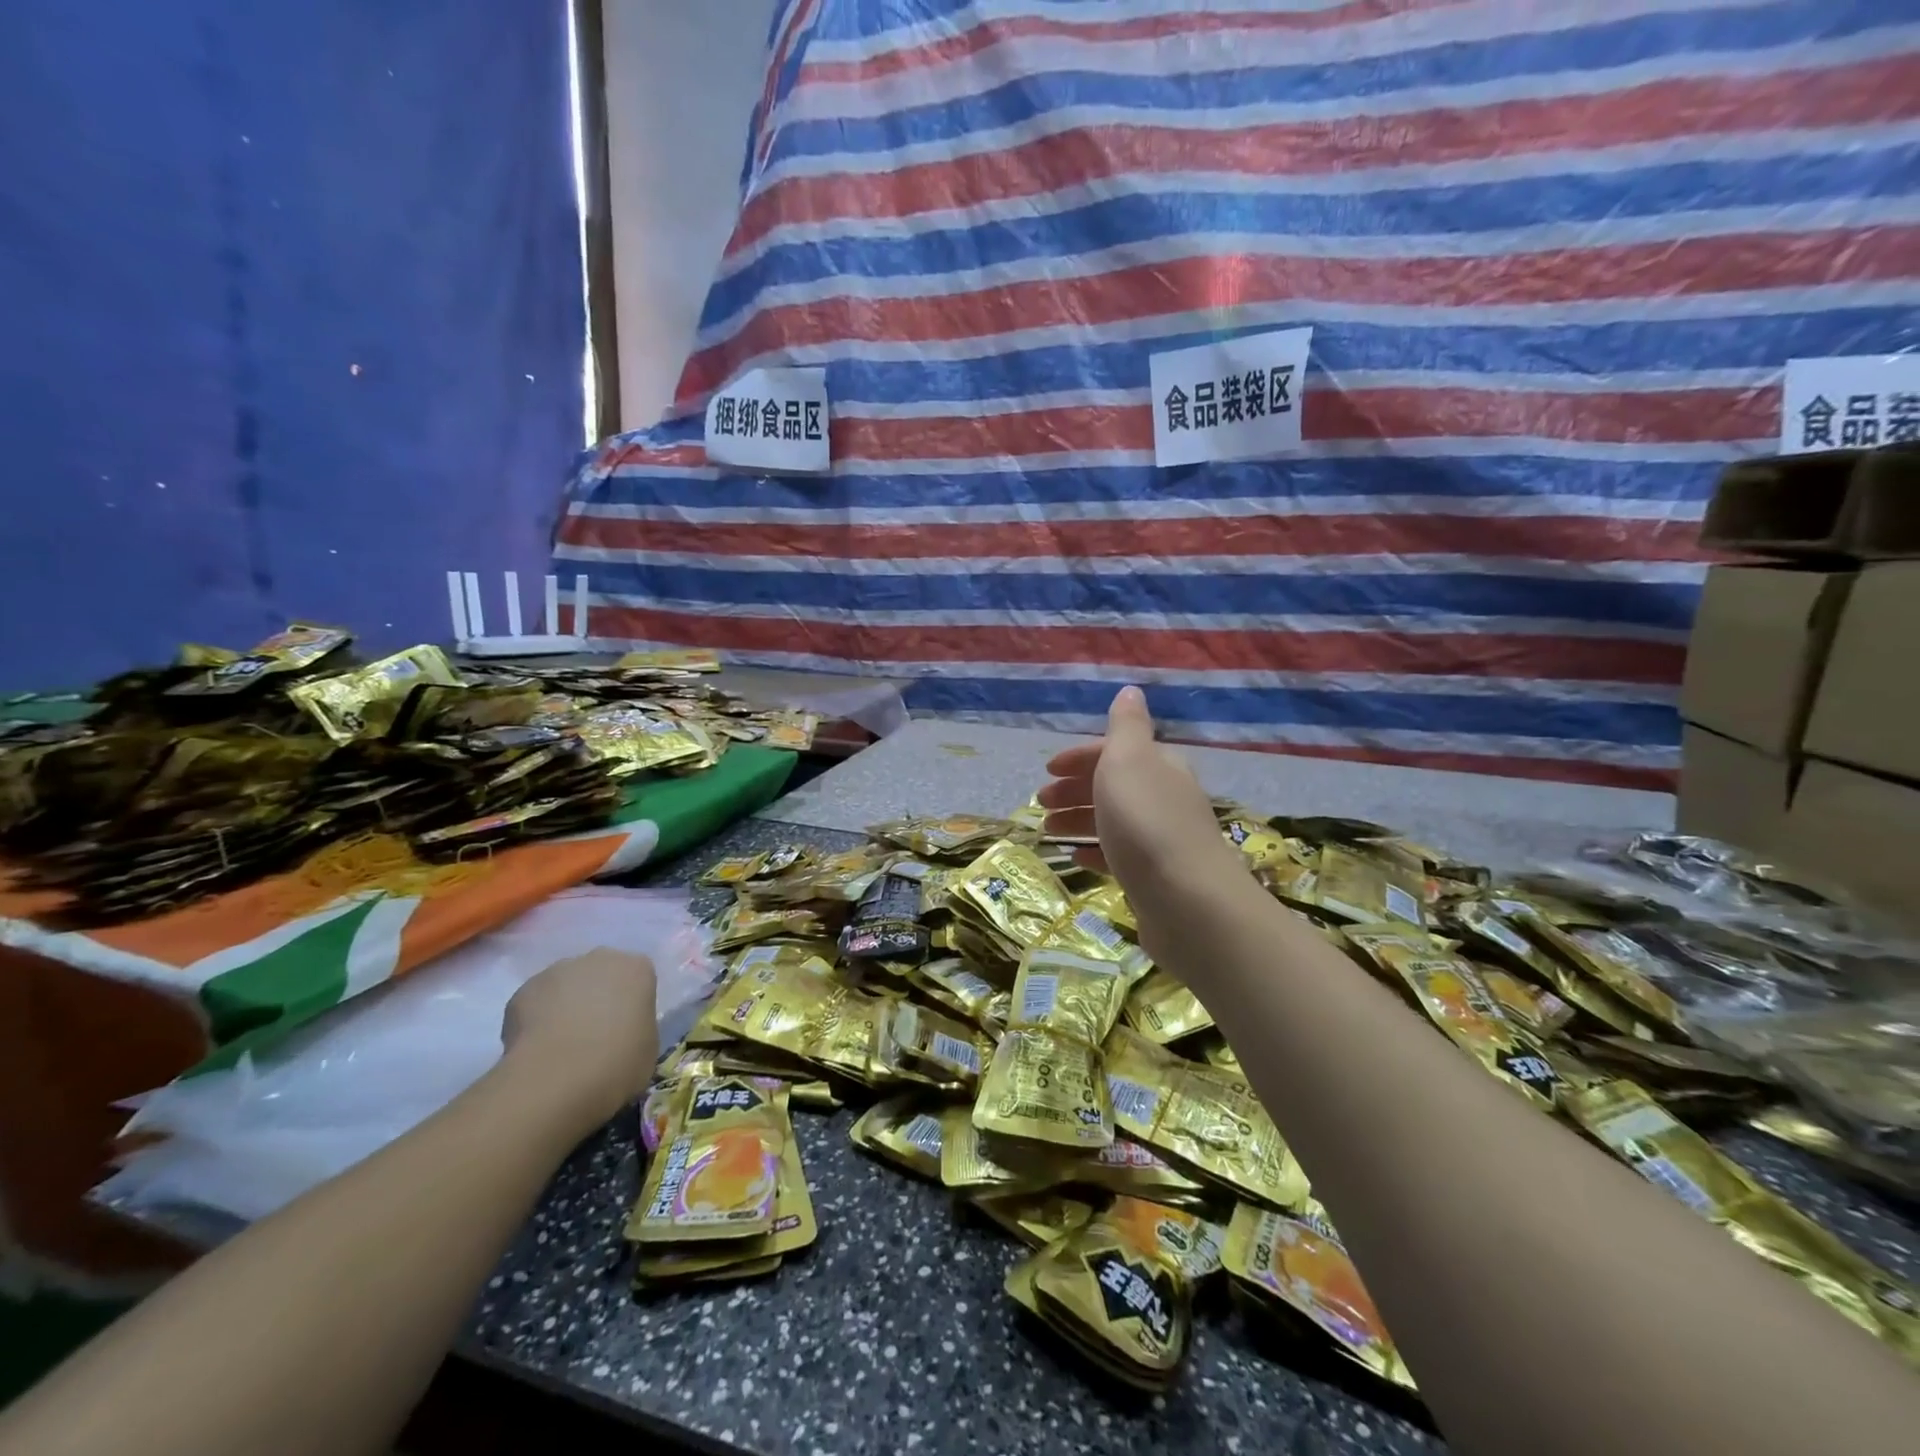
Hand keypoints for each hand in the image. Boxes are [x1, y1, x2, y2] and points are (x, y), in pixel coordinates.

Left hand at [502, 948, 658, 1126]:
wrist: (556, 1078)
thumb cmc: (617, 1063)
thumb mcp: (647, 1049)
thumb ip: (637, 1029)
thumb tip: (620, 1034)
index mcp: (637, 969)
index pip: (638, 979)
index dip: (630, 1005)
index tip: (625, 1031)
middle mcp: (600, 959)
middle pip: (600, 974)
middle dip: (597, 997)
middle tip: (594, 1036)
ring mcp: (558, 970)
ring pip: (566, 985)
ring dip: (565, 1006)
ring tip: (560, 1047)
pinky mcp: (523, 990)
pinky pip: (535, 1003)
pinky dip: (536, 1021)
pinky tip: (537, 1050)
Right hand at [1038, 687, 1249, 953]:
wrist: (1187, 901)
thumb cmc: (1146, 823)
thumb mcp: (1128, 760)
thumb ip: (1126, 726)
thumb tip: (1131, 690)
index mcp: (1158, 765)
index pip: (1114, 752)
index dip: (1079, 758)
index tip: (1047, 771)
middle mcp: (1164, 797)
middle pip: (1113, 785)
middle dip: (1074, 790)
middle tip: (1041, 804)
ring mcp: (1162, 839)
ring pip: (1113, 820)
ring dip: (1078, 820)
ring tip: (1047, 832)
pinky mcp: (1156, 877)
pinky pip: (1119, 856)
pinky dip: (1095, 851)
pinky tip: (1077, 858)